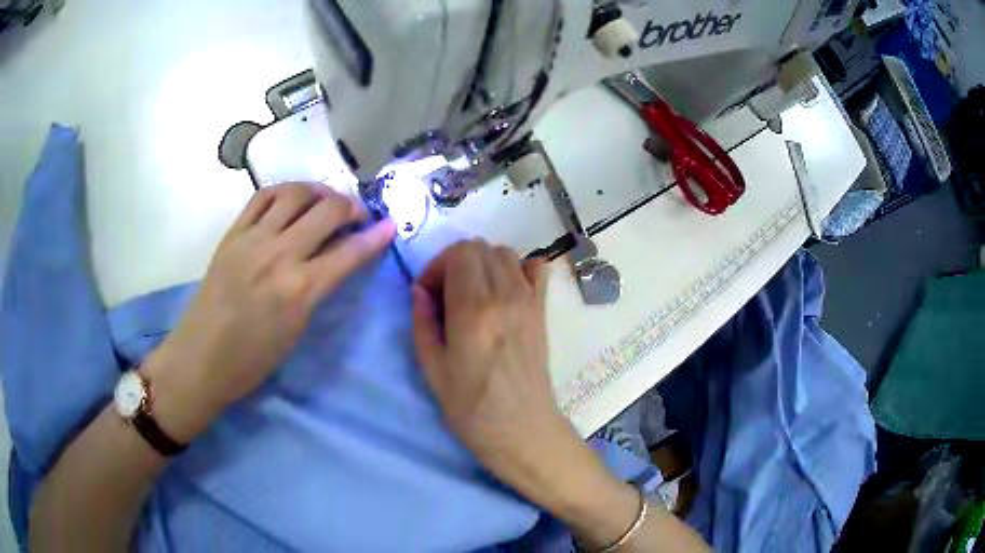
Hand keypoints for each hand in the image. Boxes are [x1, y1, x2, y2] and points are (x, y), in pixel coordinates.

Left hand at [146, 183, 395, 441]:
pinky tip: (291, 200)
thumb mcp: (296, 331)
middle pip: (326, 210)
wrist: (201, 358)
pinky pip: (262, 197)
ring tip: (325, 201)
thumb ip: (318, 289)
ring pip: (295, 193)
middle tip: (357, 214)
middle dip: (351, 206)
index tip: (390, 225)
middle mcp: (279, 254)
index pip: (349, 252)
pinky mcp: (232, 233)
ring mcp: (252, 239)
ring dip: (319, 191)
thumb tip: (336, 260)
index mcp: (299, 289)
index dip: (376, 236)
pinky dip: (284, 192)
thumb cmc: (252, 360)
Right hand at [411, 241, 576, 502]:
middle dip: (456, 262)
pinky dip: (518, 268)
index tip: (429, 294)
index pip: (458, 253)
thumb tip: (420, 290)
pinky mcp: (542, 310)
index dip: (437, 266)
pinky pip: (537, 269)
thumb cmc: (471, 408)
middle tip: (446, 294)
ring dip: (483, 263)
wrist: (522, 429)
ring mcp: (529, 300)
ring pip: (505, 253)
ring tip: (472, 293)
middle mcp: (505, 295)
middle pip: (480, 247)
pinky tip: (505, 291)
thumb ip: (422, 322)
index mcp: (473, 310)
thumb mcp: (432, 370)